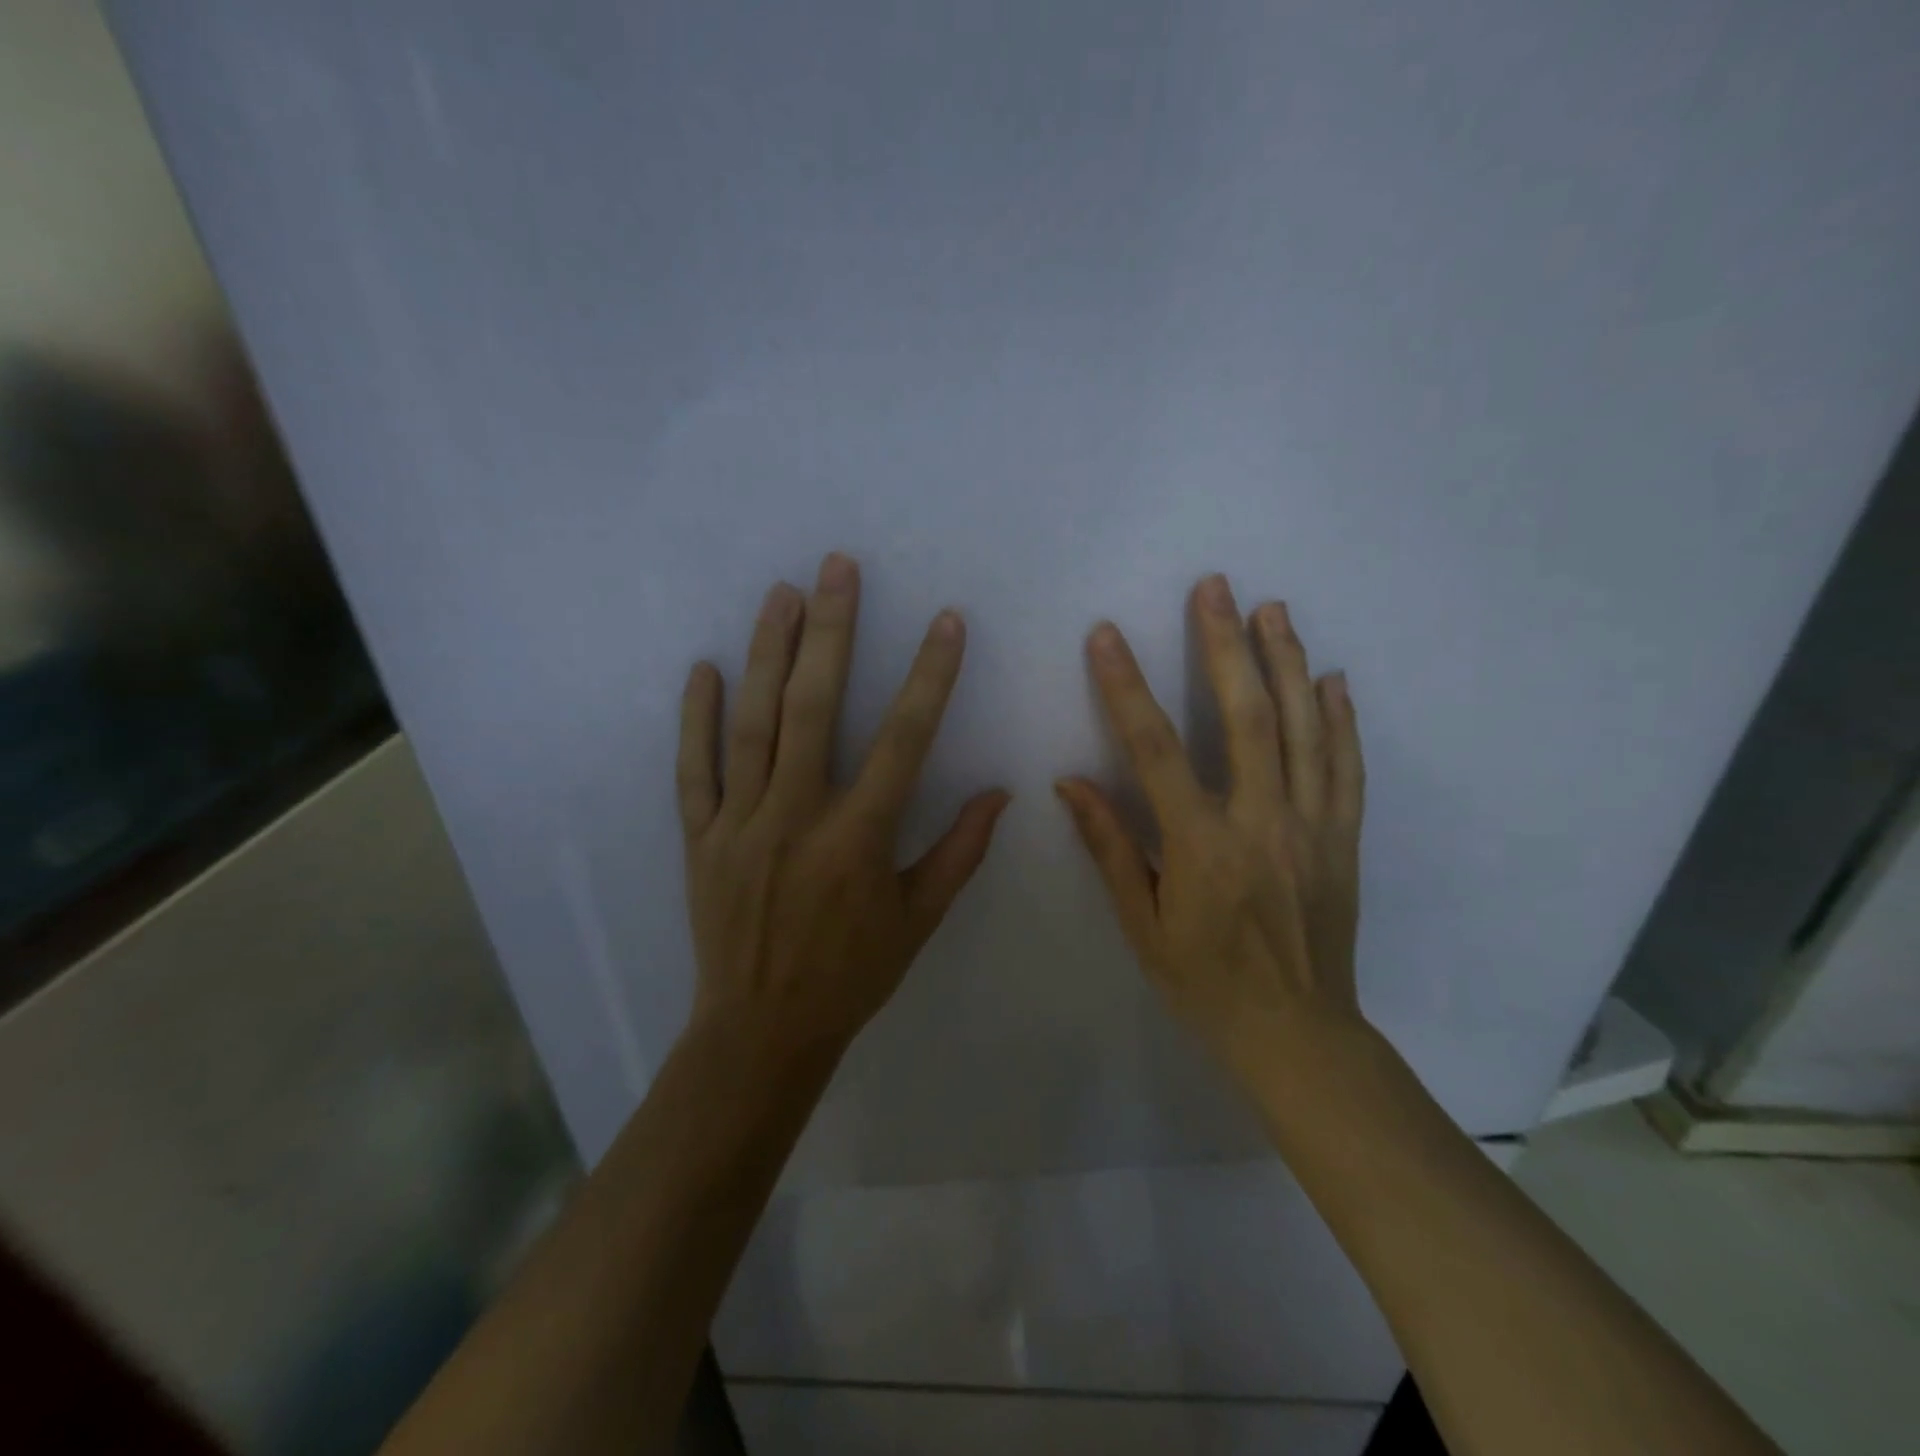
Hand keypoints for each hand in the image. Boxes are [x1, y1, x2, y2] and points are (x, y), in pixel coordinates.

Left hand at [678, 552, 1009, 1060]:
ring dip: (768, 653)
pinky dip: (697, 718)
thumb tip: (1000, 794)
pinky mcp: (699, 837)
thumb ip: (959, 852)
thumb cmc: (850, 974)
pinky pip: (694, 769)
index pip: (904, 740)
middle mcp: (797, 816)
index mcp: (858, 837)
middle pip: (815, 708)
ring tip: (781, 594)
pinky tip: (704, 668)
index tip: (946, 622)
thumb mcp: (918, 920)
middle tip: (838, 568)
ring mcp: (740, 823)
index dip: (930, 677)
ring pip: (753, 723)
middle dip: (831, 631)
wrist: (760, 1030)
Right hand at [1056, 574, 1366, 1096]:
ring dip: (1287, 662)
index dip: (1126, 688)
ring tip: (1272, 609)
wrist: (1296, 1033)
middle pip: (1245, 717)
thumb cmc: (1204, 983)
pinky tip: (1333, 678)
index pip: (1155, 750)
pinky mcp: (1344, 838)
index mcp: (1201, 846)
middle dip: (1225, 645)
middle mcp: (1261, 823)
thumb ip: (1109, 847)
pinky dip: (1341, 719)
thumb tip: (1070, 782)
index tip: (1106, 636)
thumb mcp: (1141, 924)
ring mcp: (1312, 827)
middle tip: (1215, 587)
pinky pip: (1347, 767)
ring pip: (1304, 729)